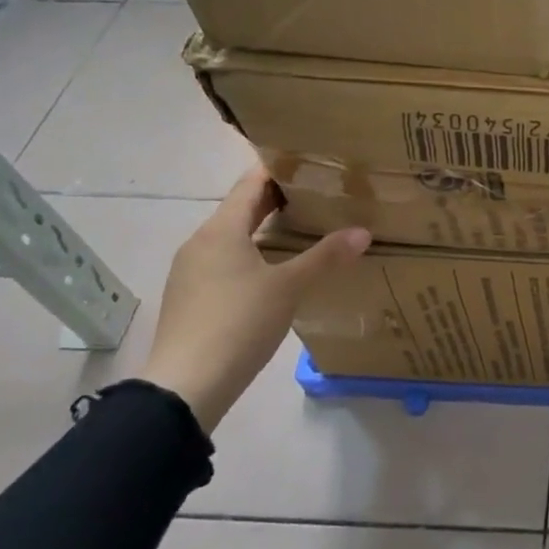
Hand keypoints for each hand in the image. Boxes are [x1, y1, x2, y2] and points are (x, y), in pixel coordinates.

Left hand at [140, 166, 370, 431]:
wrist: (186, 386)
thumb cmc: (238, 323)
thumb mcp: (289, 287)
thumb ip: (325, 257)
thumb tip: (363, 232)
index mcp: (220, 230)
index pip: (251, 184)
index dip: (279, 169)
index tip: (311, 162)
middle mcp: (200, 243)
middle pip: (241, 209)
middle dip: (277, 199)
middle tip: (319, 194)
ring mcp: (191, 272)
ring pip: (233, 237)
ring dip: (265, 229)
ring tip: (305, 229)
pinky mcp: (191, 298)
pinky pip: (226, 262)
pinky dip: (253, 254)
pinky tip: (276, 270)